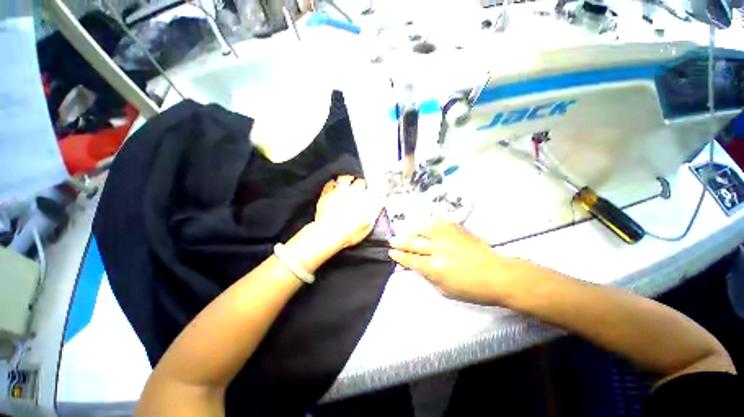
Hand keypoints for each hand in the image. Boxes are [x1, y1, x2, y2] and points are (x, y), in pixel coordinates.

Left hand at [314, 175, 381, 249]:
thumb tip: (381, 202)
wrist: (329, 234)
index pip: (371, 189)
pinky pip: (330, 184)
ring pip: (344, 178)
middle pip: (359, 182)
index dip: (373, 190)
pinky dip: (333, 183)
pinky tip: (334, 185)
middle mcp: (351, 192)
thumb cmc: (349, 232)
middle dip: (362, 184)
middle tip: (362, 187)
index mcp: (363, 199)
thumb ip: (375, 211)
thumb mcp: (368, 224)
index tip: (373, 193)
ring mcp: (338, 192)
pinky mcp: (326, 195)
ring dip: (348, 179)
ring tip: (349, 180)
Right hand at [388, 221, 521, 304]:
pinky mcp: (457, 230)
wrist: (498, 275)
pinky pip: (438, 223)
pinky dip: (428, 223)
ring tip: (404, 229)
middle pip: (414, 243)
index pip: (411, 259)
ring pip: (423, 229)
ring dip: (411, 229)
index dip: (399, 255)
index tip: (391, 252)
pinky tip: (423, 223)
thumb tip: (417, 266)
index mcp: (435, 268)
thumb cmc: (472, 289)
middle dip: (400, 241)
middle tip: (392, 239)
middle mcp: (438, 250)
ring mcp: (448, 237)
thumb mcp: (445, 291)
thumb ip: (428, 276)